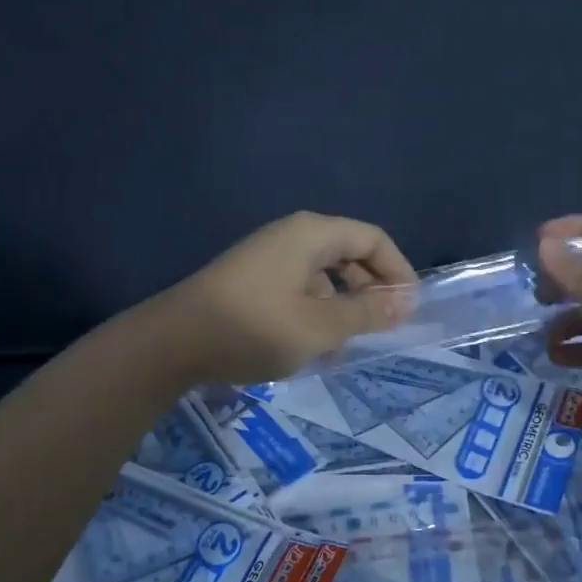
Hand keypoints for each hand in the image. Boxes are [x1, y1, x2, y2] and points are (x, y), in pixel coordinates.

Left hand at [166, 212, 415, 385]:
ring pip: (323, 274)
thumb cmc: (253, 328)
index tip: (408, 310)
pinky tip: (312, 347)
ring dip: (342, 306)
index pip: (372, 238)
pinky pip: (299, 287)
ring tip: (346, 347)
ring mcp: (268, 256)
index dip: (397, 270)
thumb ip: (366, 313)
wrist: (172, 341)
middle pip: (348, 252)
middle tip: (382, 328)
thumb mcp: (319, 327)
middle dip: (370, 289)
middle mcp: (292, 236)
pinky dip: (315, 312)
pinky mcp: (252, 279)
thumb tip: (404, 302)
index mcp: (312, 234)